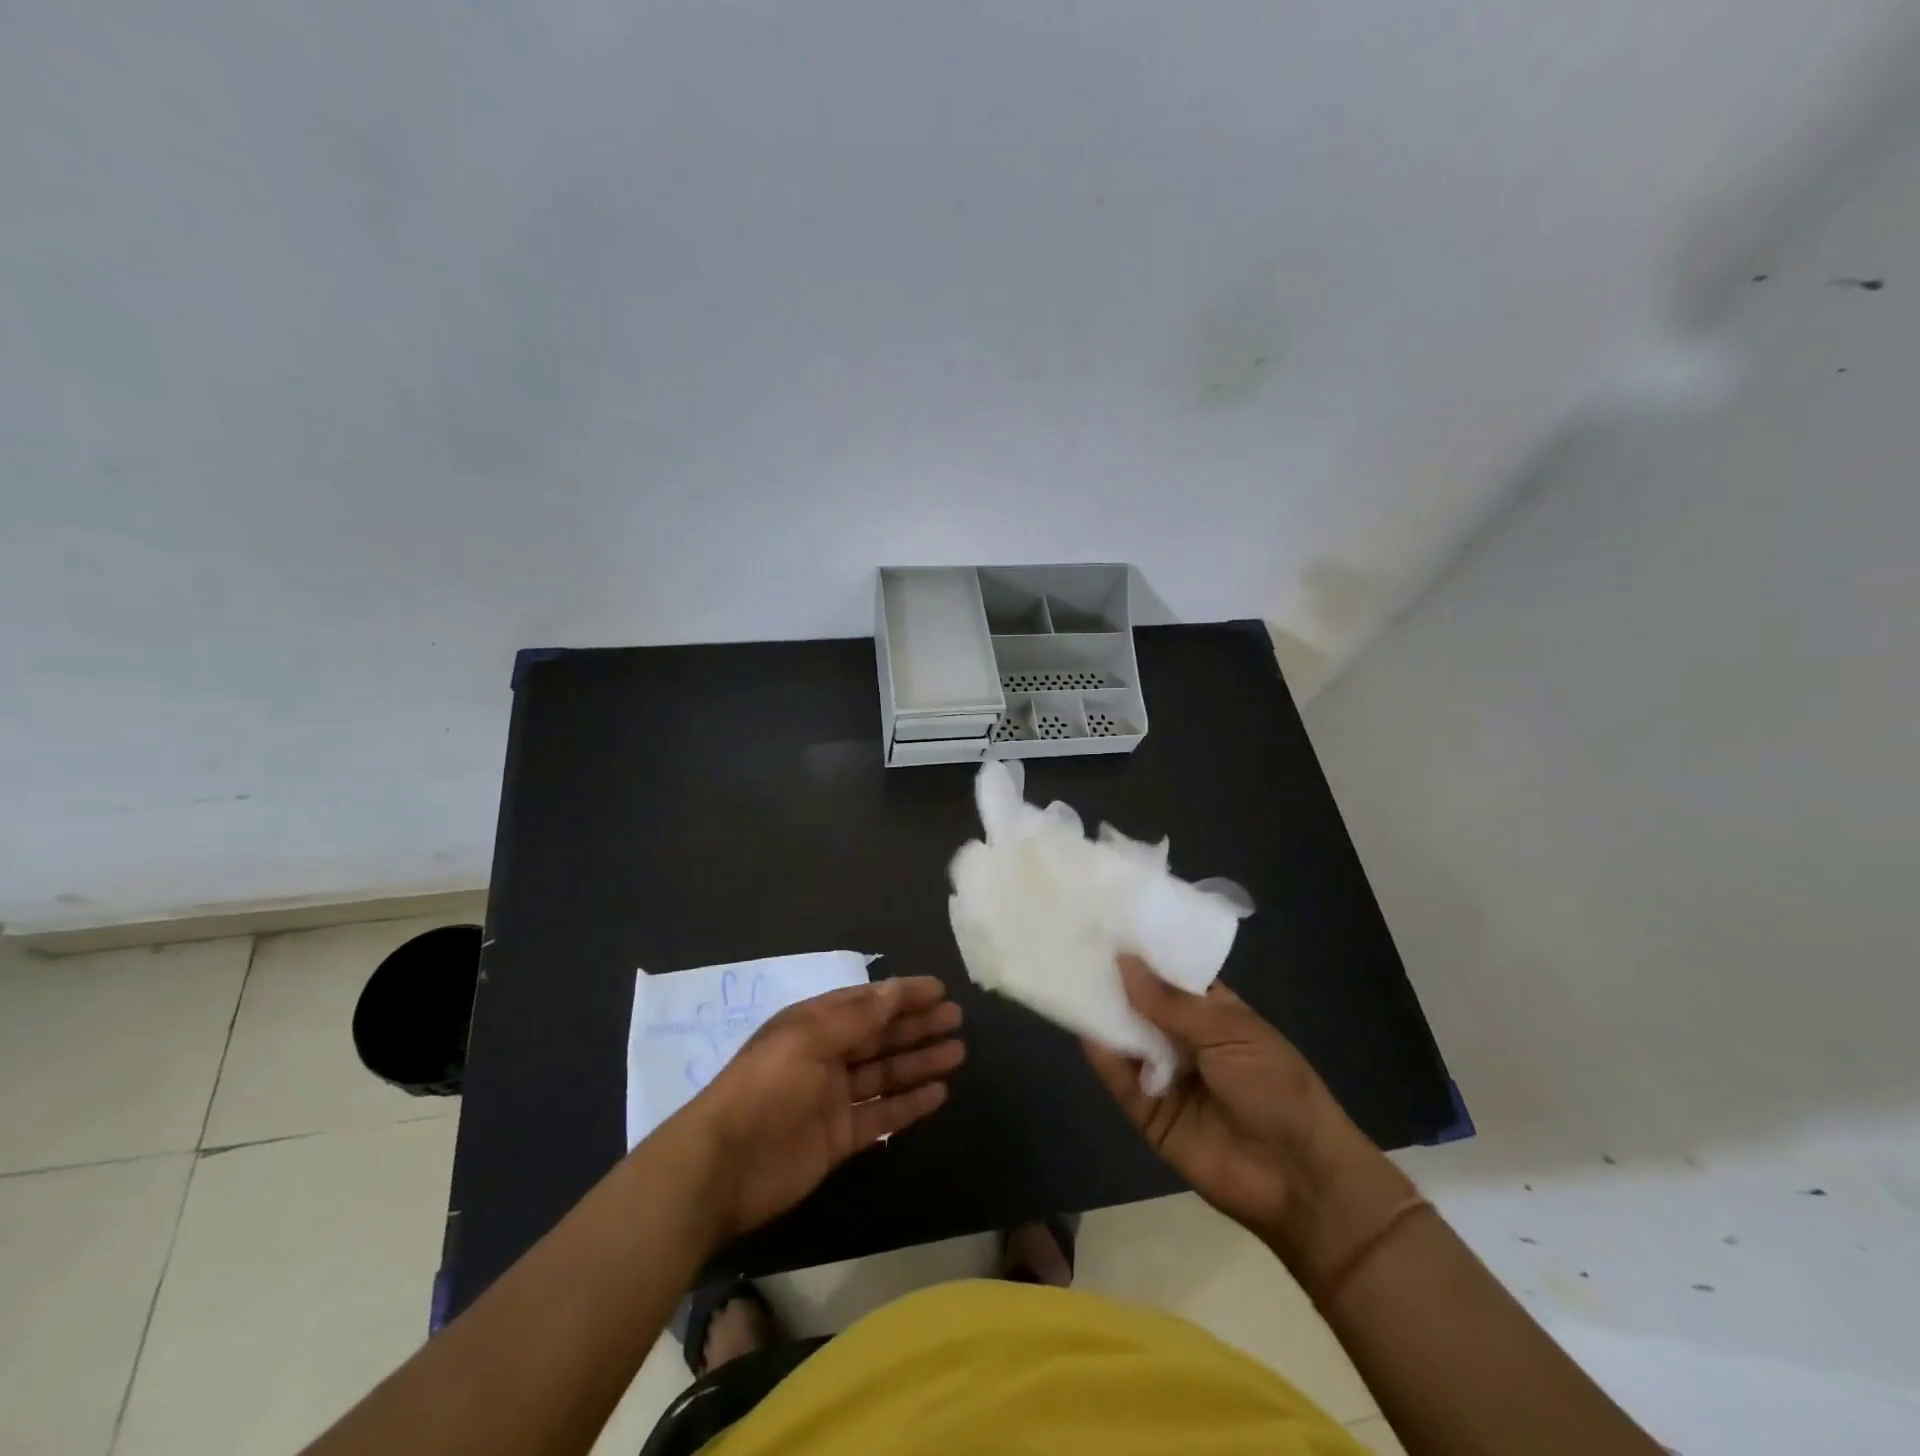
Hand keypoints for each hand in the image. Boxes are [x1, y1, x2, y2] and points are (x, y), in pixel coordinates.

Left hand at [681, 976, 962, 1243]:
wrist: (724, 1166)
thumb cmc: (766, 1087)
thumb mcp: (809, 1039)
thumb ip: (856, 1017)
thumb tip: (895, 989)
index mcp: (814, 1025)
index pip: (866, 1002)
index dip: (902, 994)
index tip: (939, 989)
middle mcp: (826, 1055)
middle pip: (880, 1035)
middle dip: (917, 1025)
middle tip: (957, 1018)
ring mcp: (834, 1098)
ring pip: (886, 1073)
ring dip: (919, 1061)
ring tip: (957, 1052)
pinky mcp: (840, 1137)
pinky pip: (881, 1114)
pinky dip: (909, 1104)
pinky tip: (938, 1093)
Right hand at [1083, 957, 1411, 1283]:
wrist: (1299, 1179)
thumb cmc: (1276, 1088)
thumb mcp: (1229, 1033)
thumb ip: (1172, 1002)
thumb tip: (1123, 961)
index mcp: (1212, 1012)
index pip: (1170, 974)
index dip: (1143, 953)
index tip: (1105, 923)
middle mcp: (1184, 1039)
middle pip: (1141, 1004)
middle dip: (1114, 981)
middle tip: (1074, 945)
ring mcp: (1165, 1076)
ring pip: (1126, 1040)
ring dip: (1103, 1016)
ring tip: (1068, 981)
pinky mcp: (1149, 1114)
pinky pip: (1122, 1082)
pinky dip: (1104, 1060)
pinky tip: (1086, 1034)